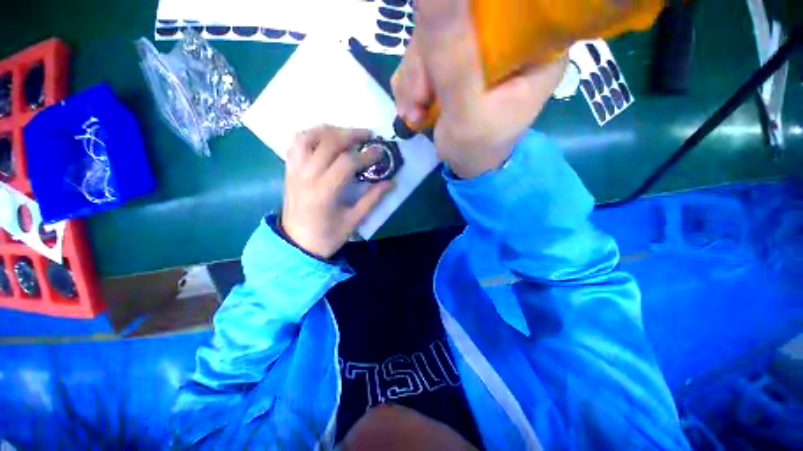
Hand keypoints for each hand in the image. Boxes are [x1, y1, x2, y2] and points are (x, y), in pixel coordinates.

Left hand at [281, 125, 392, 258]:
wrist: (296, 244)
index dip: (366, 155)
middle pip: (328, 143)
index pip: (347, 162)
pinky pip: (296, 144)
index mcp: (324, 192)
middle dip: (351, 134)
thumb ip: (372, 199)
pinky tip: (324, 139)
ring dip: (329, 130)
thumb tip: (391, 183)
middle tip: (368, 135)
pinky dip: (311, 135)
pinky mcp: (289, 171)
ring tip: (345, 133)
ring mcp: (294, 171)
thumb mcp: (353, 221)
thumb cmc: (327, 236)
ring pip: (308, 137)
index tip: (381, 153)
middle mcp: (307, 176)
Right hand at [392, 0, 566, 178]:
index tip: (438, 53)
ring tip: (414, 113)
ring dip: (414, 79)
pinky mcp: (458, 61)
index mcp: (533, 47)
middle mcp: (509, 39)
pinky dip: (412, 83)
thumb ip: (452, 56)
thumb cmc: (476, 148)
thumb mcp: (465, 111)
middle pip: (457, 16)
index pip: (497, 6)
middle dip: (425, 62)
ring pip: (432, 37)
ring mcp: (480, 49)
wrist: (468, 166)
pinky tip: (413, 108)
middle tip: (419, 102)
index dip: (461, 13)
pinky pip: (423, 56)